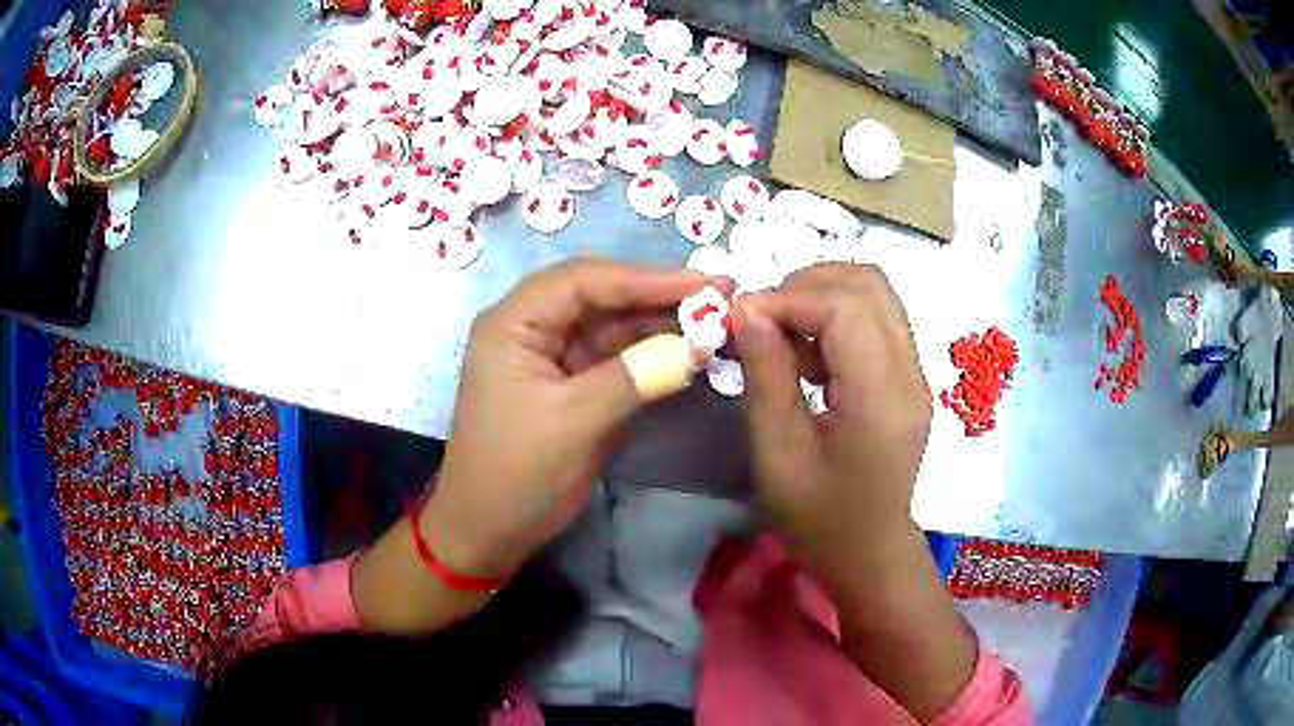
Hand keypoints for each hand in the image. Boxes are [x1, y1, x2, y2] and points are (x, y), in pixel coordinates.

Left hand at [427, 259, 718, 577]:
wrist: (490, 531)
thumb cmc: (517, 474)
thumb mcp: (576, 421)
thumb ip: (639, 375)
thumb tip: (702, 342)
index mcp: (513, 323)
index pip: (585, 281)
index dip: (647, 278)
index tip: (706, 283)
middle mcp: (531, 327)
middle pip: (601, 296)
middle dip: (659, 296)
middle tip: (720, 297)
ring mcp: (552, 355)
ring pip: (612, 325)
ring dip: (660, 324)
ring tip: (715, 321)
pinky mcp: (571, 383)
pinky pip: (615, 357)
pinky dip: (651, 354)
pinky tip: (688, 351)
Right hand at [733, 263, 931, 571]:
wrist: (869, 551)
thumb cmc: (819, 516)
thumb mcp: (778, 452)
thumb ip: (767, 374)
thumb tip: (747, 308)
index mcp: (881, 397)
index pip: (846, 305)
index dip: (789, 296)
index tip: (740, 318)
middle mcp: (909, 372)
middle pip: (868, 283)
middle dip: (806, 285)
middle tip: (762, 320)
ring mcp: (915, 371)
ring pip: (874, 293)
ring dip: (821, 296)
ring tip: (782, 336)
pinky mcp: (908, 376)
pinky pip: (875, 319)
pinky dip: (836, 317)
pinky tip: (808, 355)